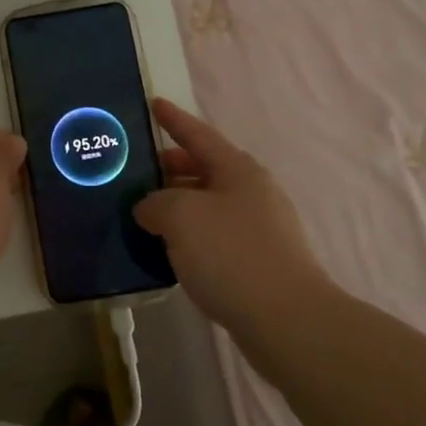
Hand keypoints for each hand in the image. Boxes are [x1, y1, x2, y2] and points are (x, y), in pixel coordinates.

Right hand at [134, 99, 334, 341]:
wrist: (288, 321)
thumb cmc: (231, 254)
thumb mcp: (179, 216)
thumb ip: (155, 202)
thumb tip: (150, 208)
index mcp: (237, 169)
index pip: (197, 134)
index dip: (173, 119)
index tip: (154, 103)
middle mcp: (252, 192)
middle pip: (204, 169)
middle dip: (170, 168)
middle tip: (136, 171)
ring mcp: (260, 228)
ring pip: (209, 205)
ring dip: (178, 206)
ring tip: (145, 213)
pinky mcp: (260, 263)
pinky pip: (216, 236)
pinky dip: (191, 235)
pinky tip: (170, 250)